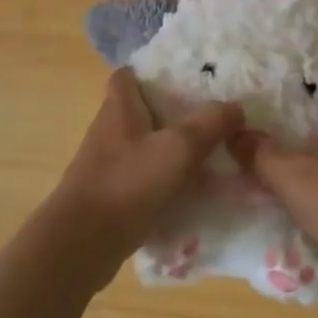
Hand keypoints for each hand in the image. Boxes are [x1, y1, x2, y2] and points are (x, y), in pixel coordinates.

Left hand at [50, 68, 242, 277]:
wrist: (81, 246)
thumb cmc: (127, 184)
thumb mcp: (178, 149)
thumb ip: (210, 124)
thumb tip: (236, 107)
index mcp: (119, 108)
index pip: (127, 75)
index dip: (151, 72)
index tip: (183, 78)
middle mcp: (109, 130)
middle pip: (141, 110)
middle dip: (172, 112)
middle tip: (210, 116)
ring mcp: (107, 165)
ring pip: (144, 146)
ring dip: (171, 150)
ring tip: (209, 155)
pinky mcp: (109, 196)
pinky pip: (142, 179)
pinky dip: (164, 182)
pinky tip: (191, 193)